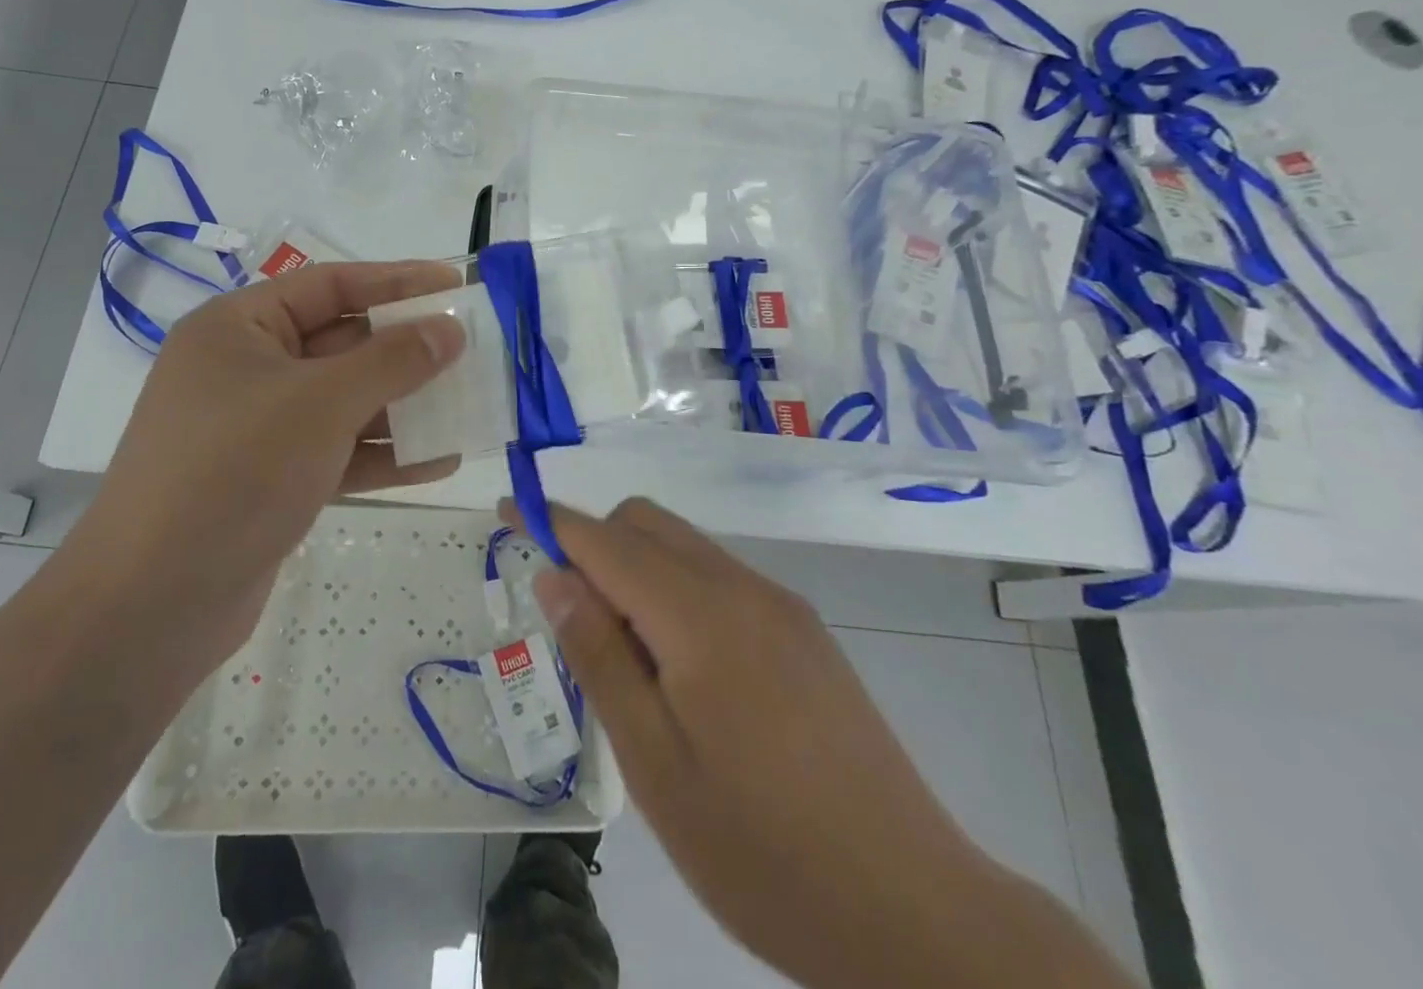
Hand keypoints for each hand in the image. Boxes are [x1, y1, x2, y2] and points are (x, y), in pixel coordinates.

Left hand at [72, 261, 465, 669]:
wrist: (151, 606)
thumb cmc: (234, 472)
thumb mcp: (321, 404)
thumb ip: (392, 361)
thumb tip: (449, 330)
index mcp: (239, 328)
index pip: (330, 285)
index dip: (396, 281)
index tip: (455, 285)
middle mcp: (247, 369)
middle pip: (342, 343)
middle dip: (407, 350)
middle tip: (472, 349)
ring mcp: (259, 428)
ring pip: (346, 402)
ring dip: (405, 405)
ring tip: (469, 404)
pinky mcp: (272, 480)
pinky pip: (339, 451)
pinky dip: (384, 455)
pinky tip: (440, 462)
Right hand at [530, 498, 1130, 988]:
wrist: (915, 910)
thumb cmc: (763, 852)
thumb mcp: (655, 765)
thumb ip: (600, 656)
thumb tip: (556, 576)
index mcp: (700, 615)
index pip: (605, 540)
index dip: (550, 521)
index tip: (507, 512)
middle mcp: (742, 588)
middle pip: (646, 523)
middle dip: (594, 545)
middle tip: (574, 623)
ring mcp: (780, 605)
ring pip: (683, 546)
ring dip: (636, 570)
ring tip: (629, 660)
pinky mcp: (804, 630)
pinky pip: (718, 577)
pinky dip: (676, 590)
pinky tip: (684, 670)